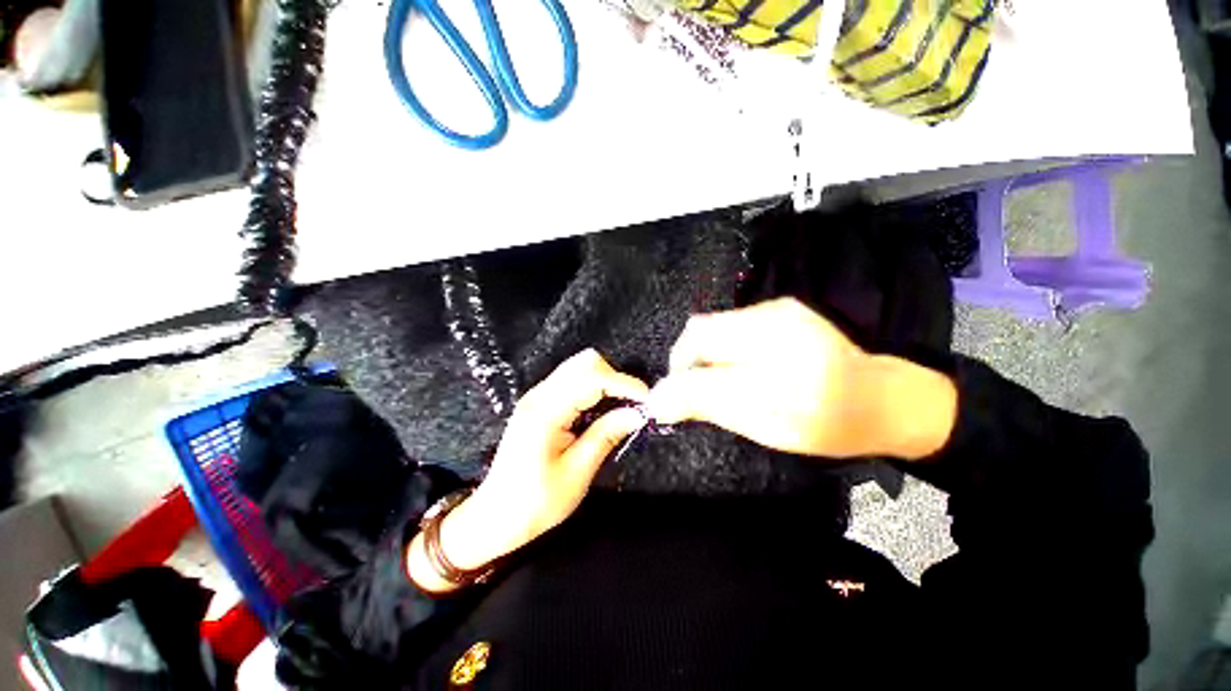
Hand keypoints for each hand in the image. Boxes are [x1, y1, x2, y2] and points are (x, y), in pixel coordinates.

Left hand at [408, 349, 647, 592]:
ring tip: (621, 406)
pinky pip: (572, 381)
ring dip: (605, 381)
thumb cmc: (535, 503)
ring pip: (579, 368)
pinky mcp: (539, 403)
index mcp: (546, 412)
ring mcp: (537, 396)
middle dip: (614, 377)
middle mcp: (539, 395)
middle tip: (633, 404)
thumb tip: (637, 414)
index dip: (624, 384)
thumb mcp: (577, 473)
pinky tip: (602, 409)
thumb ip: (606, 435)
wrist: (495, 517)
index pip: (592, 379)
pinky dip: (593, 387)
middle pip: (584, 363)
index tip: (648, 400)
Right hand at [646, 298, 956, 459]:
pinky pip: (733, 328)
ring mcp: (778, 310)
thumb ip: (706, 403)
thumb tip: (655, 400)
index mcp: (774, 343)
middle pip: (702, 330)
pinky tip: (742, 370)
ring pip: (716, 330)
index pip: (699, 340)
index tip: (679, 399)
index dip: (679, 368)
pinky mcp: (782, 312)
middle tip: (704, 395)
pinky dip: (724, 351)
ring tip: (726, 384)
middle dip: (692, 363)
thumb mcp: (763, 422)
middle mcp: (773, 314)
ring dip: (708, 358)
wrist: (881, 402)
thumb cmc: (825, 422)